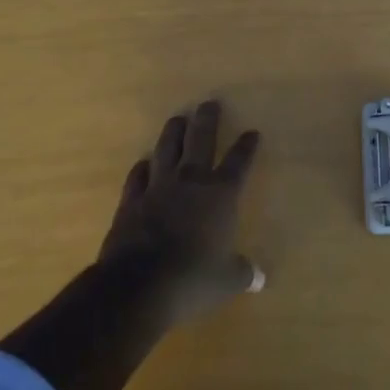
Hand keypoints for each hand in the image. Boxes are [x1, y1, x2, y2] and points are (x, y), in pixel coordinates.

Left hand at [99, 100, 262, 324]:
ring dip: (173, 132)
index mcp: (220, 195)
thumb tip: (258, 278)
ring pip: (167, 148)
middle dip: (207, 120)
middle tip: (209, 103)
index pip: (238, 162)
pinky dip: (142, 167)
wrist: (138, 285)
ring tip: (178, 118)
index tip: (252, 133)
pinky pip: (138, 176)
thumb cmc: (192, 280)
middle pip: (201, 140)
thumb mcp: (226, 280)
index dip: (246, 147)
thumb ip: (241, 273)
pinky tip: (144, 162)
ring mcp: (158, 187)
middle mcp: (191, 181)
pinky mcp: (131, 200)